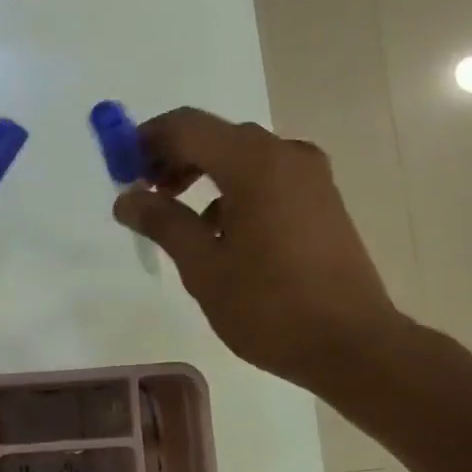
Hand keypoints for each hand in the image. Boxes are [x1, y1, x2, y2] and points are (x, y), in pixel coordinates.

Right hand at [113, 107, 405, 393]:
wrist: (352, 344)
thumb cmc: (269, 307)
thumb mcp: (204, 267)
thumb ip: (163, 223)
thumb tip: (126, 198)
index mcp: (255, 164)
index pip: (187, 126)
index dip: (146, 141)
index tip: (120, 171)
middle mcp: (287, 155)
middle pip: (217, 138)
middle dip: (174, 159)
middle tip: (144, 195)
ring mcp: (311, 178)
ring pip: (244, 159)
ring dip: (204, 177)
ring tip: (178, 221)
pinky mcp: (323, 202)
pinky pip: (268, 180)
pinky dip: (235, 192)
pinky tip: (222, 235)